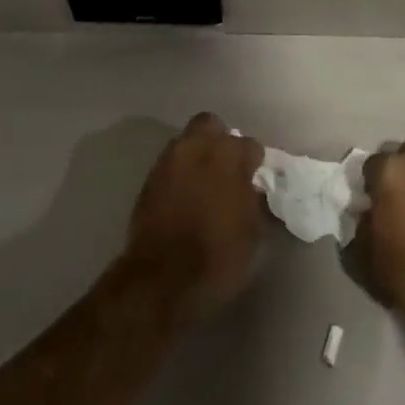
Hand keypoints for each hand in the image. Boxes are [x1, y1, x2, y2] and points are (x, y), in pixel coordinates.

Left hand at [122, 113, 265, 318]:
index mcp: (228, 156)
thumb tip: (250, 188)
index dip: (254, 162)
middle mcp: (196, 148)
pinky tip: (186, 195)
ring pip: (187, 141)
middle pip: (211, 125)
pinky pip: (170, 163)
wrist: (161, 279)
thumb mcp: (252, 233)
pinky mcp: (149, 179)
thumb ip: (253, 200)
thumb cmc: (217, 256)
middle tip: (228, 168)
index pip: (249, 145)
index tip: (255, 179)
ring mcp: (168, 161)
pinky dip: (180, 172)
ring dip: (198, 154)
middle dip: (221, 140)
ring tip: (205, 182)